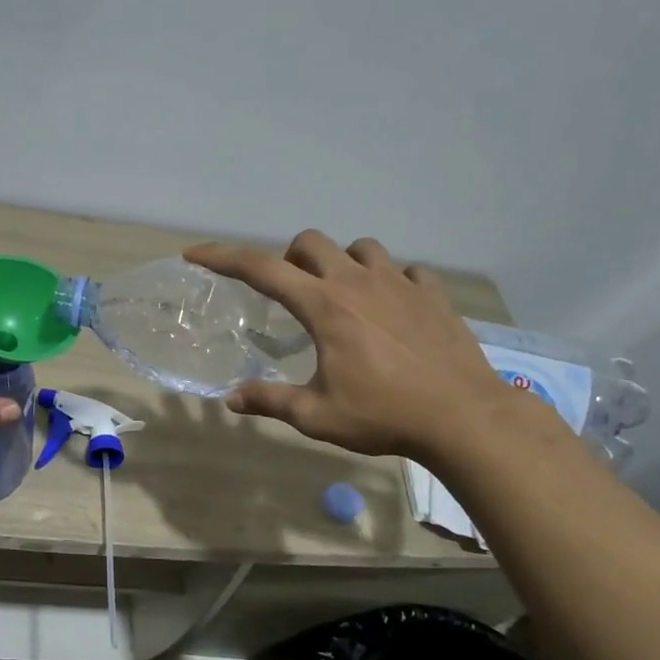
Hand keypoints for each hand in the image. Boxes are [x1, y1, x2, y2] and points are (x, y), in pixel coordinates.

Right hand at [187, 231, 555, 464]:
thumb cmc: (383, 415)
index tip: (195, 254)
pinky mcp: (433, 293)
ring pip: (361, 248)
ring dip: (342, 264)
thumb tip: (231, 399)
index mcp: (323, 307)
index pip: (260, 269)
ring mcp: (400, 283)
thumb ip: (270, 401)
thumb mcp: (316, 416)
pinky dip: (392, 280)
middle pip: (311, 242)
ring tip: (343, 296)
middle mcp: (357, 282)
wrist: (463, 418)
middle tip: (292, 292)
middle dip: (291, 258)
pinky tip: (393, 307)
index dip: (222, 258)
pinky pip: (406, 269)